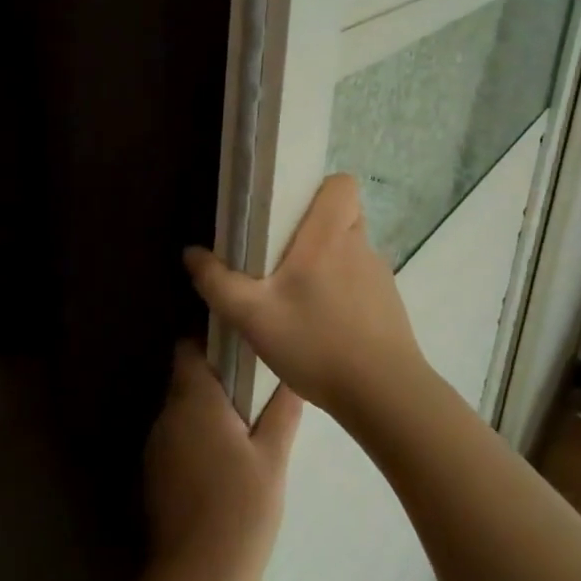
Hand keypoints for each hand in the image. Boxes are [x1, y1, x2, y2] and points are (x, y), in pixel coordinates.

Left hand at [143, 342, 301, 580]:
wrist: (197, 578)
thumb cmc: (241, 509)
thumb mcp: (272, 458)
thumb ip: (282, 411)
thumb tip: (292, 375)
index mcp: (193, 399)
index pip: (188, 347)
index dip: (211, 340)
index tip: (241, 349)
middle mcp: (167, 414)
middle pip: (187, 380)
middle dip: (217, 382)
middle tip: (256, 395)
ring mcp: (155, 446)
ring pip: (182, 412)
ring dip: (208, 414)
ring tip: (246, 434)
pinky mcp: (153, 475)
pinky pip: (176, 440)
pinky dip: (197, 441)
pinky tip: (224, 468)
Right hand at [184, 174, 426, 422]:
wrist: (385, 397)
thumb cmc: (317, 343)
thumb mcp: (252, 317)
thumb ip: (217, 282)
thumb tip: (191, 253)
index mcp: (329, 236)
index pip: (343, 184)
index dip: (319, 189)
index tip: (290, 211)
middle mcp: (360, 247)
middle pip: (343, 215)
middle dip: (315, 227)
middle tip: (283, 254)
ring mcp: (380, 277)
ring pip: (352, 250)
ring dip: (327, 262)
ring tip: (297, 295)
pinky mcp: (389, 306)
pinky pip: (361, 282)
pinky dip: (342, 292)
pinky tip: (321, 325)